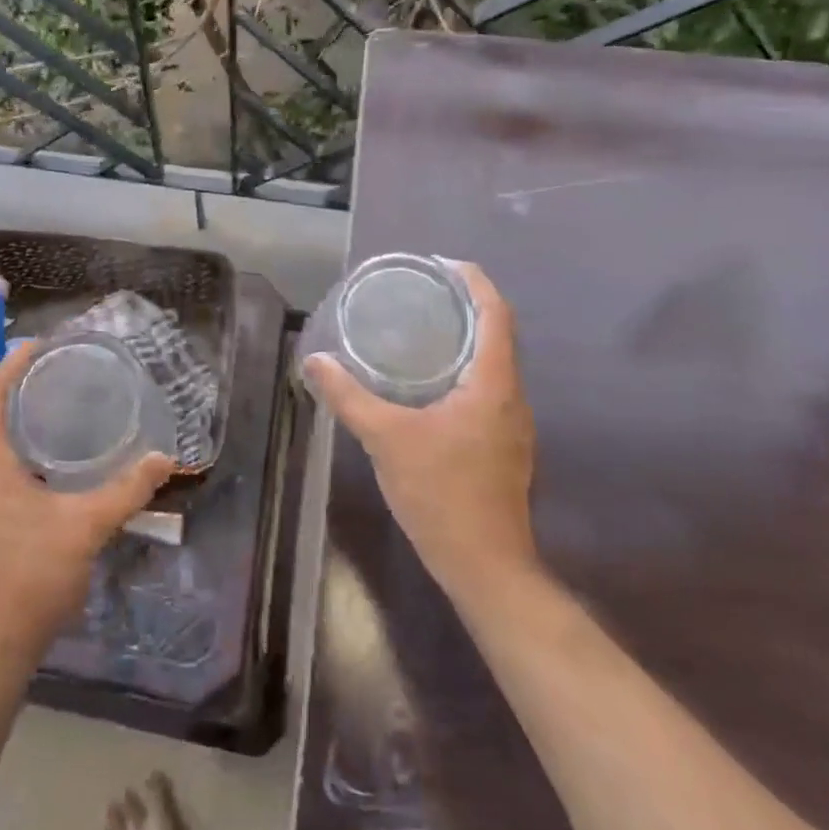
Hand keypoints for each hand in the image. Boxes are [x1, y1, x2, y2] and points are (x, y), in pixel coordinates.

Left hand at [0, 340, 174, 679]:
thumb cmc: (31, 577)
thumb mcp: (86, 527)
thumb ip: (127, 490)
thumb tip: (165, 458)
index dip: (14, 363)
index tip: (40, 343)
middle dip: (24, 393)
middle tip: (63, 377)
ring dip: (23, 428)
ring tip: (63, 417)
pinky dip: (21, 459)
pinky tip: (53, 473)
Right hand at [305, 260, 539, 596]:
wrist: (485, 565)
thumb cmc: (441, 493)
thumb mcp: (385, 438)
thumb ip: (348, 396)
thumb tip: (315, 361)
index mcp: (493, 383)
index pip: (496, 313)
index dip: (474, 281)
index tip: (442, 264)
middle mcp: (513, 396)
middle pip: (499, 333)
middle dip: (466, 305)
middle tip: (423, 293)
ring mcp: (513, 424)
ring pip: (495, 363)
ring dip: (467, 338)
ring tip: (423, 329)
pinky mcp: (505, 445)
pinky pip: (489, 388)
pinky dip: (465, 368)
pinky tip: (430, 382)